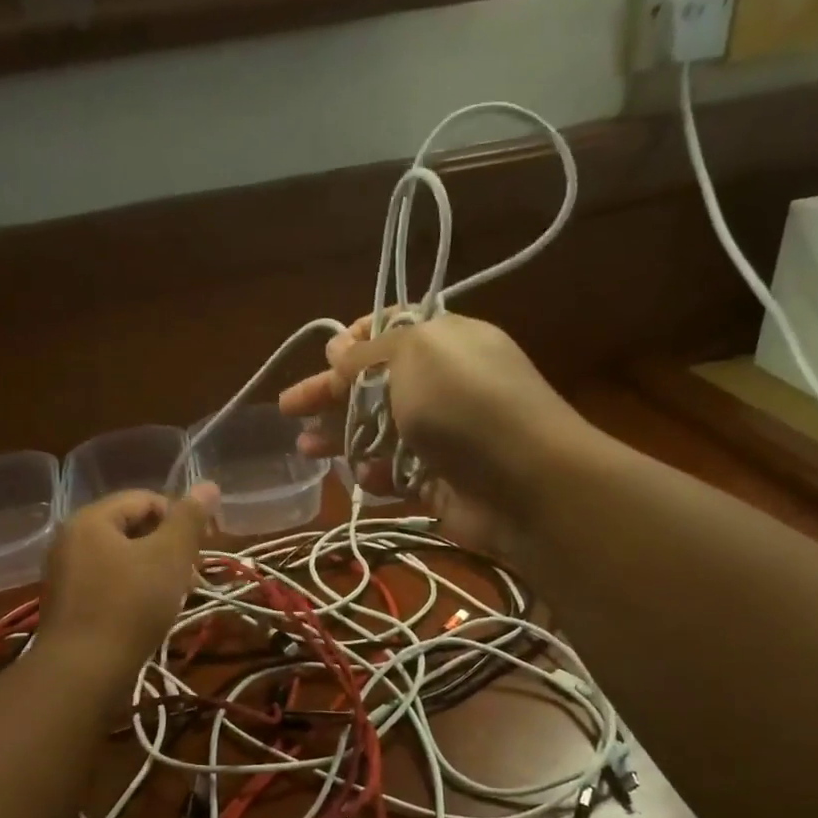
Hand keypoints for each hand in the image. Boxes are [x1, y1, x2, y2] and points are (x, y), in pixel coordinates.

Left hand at [41, 485, 217, 674]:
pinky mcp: (68, 606)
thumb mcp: (169, 556)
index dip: (182, 516)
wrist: (83, 672)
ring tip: (179, 595)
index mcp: (91, 519)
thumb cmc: (130, 605)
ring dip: (155, 570)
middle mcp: (71, 540)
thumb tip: (208, 484)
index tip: (206, 545)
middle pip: (132, 528)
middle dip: (170, 546)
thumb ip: (189, 518)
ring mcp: (65, 574)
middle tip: (194, 573)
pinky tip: (151, 613)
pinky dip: (134, 590)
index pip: (145, 499)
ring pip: (122, 559)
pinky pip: (108, 584)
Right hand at [278, 314, 584, 558]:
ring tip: (305, 450)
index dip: (353, 343)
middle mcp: (444, 386)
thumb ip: (368, 354)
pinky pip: (398, 474)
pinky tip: (361, 478)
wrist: (528, 483)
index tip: (325, 357)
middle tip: (289, 410)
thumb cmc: (466, 404)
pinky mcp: (440, 483)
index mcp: (445, 343)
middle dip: (330, 396)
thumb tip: (338, 349)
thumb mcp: (413, 356)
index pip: (392, 333)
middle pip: (375, 386)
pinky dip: (377, 475)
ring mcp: (443, 437)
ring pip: (380, 433)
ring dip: (341, 439)